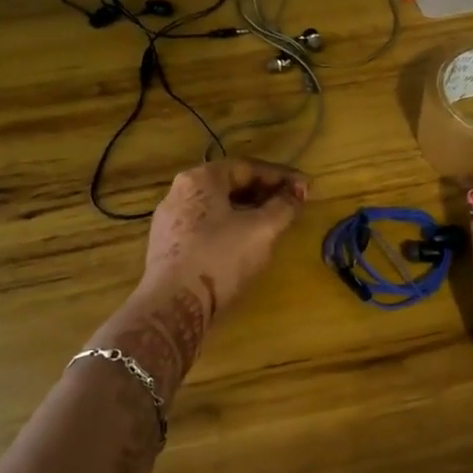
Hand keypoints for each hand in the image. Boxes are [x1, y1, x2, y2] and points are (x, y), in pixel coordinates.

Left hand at [141, 157, 308, 312]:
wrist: (173, 305)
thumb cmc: (221, 258)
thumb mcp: (262, 229)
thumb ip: (284, 207)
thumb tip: (296, 194)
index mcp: (201, 178)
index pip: (248, 167)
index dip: (281, 176)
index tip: (306, 188)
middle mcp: (180, 192)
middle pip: (230, 185)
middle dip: (264, 193)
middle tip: (291, 205)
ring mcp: (169, 220)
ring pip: (217, 208)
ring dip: (248, 212)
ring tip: (272, 225)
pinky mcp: (167, 247)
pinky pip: (205, 227)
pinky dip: (229, 229)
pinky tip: (244, 245)